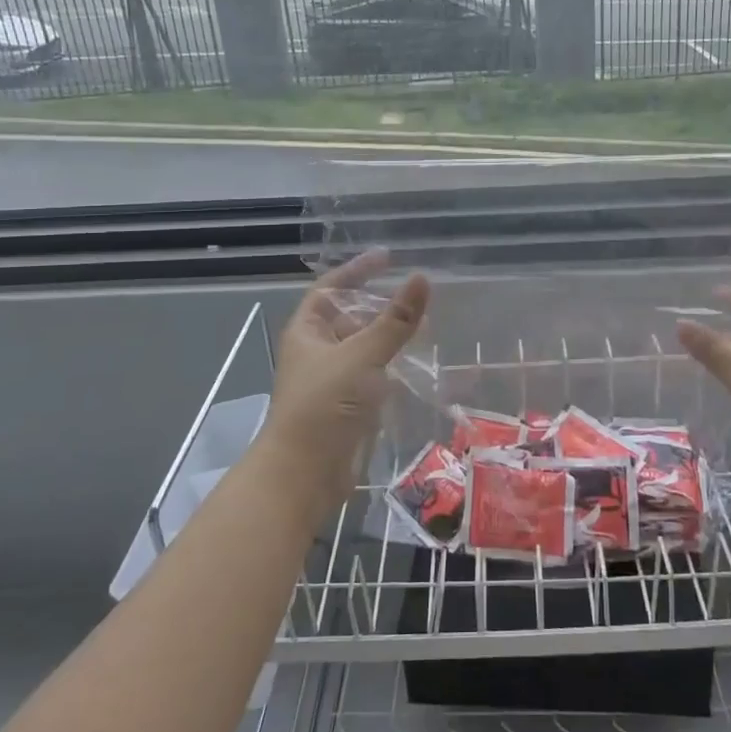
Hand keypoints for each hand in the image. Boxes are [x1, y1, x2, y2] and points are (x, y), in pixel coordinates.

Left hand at [255, 250, 430, 520]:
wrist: (305, 474)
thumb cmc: (325, 405)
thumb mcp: (362, 356)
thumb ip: (395, 320)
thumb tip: (422, 278)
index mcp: (308, 332)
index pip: (331, 288)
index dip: (356, 270)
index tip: (387, 257)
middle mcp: (318, 352)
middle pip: (350, 317)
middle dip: (379, 305)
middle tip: (415, 294)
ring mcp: (334, 381)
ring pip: (365, 348)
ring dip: (390, 336)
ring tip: (425, 324)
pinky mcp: (350, 407)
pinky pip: (374, 376)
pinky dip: (394, 366)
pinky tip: (419, 363)